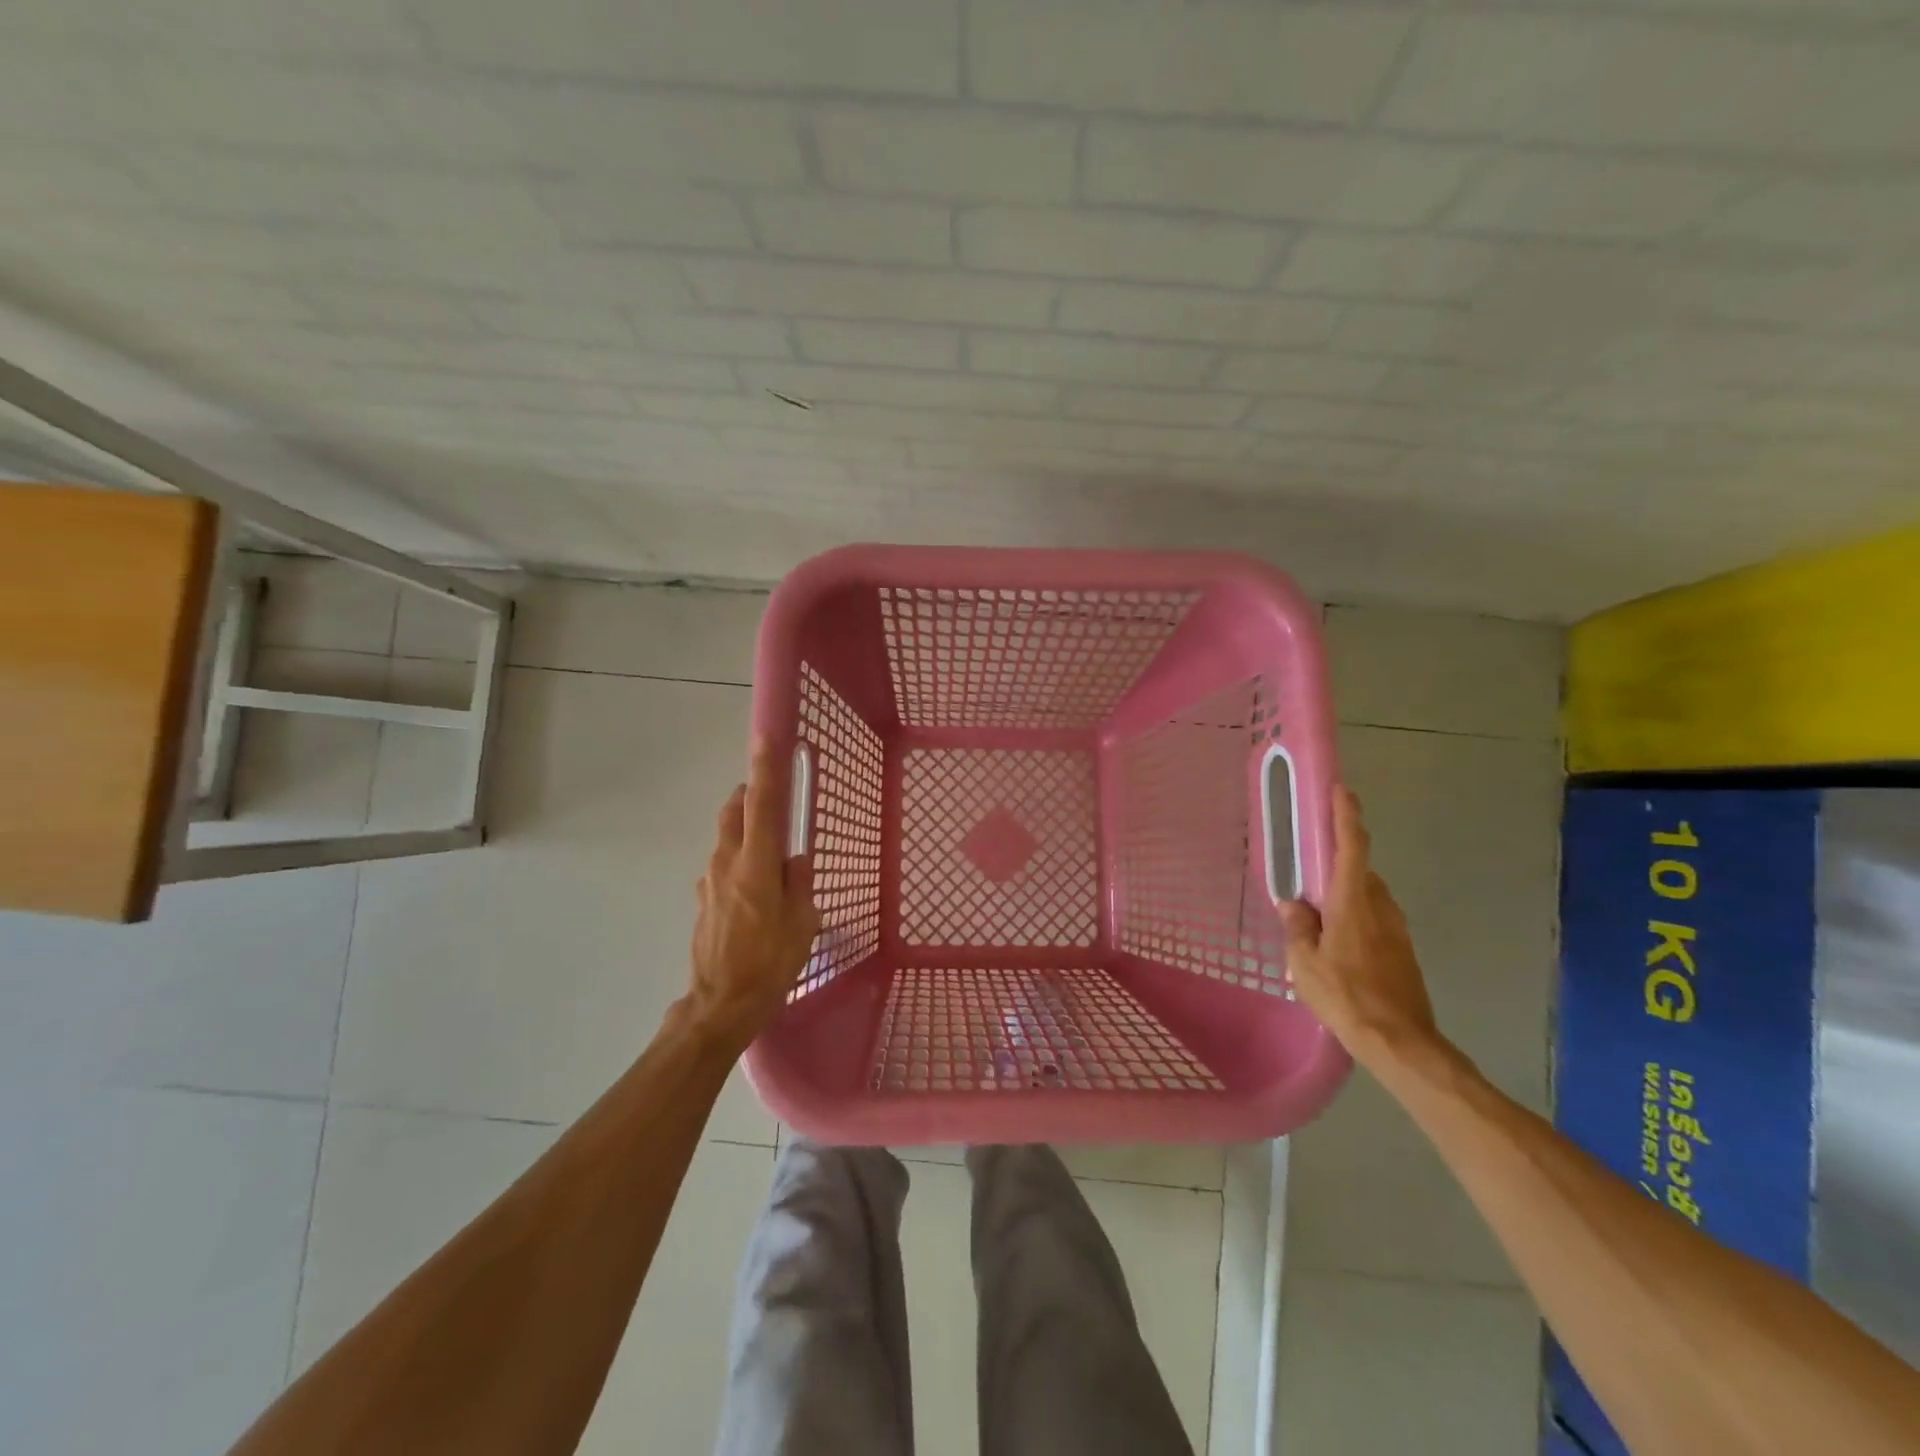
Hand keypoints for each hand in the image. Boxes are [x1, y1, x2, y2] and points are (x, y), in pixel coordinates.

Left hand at [685, 738, 820, 1055]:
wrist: (721, 1004)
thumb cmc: (771, 963)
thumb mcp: (802, 923)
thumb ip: (799, 883)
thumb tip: (794, 860)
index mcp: (757, 864)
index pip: (763, 805)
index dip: (766, 769)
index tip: (767, 738)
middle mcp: (727, 863)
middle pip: (734, 811)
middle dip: (750, 795)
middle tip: (771, 797)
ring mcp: (709, 880)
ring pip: (726, 837)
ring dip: (744, 829)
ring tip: (769, 853)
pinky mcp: (702, 899)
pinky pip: (722, 865)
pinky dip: (738, 860)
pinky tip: (754, 890)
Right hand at [1277, 786, 1440, 1068]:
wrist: (1400, 1042)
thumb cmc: (1346, 997)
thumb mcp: (1304, 963)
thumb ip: (1298, 928)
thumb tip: (1294, 904)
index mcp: (1353, 902)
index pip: (1352, 847)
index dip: (1346, 816)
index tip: (1342, 790)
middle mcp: (1380, 907)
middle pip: (1359, 871)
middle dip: (1336, 865)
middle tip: (1308, 874)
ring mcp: (1396, 930)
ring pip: (1368, 897)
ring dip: (1345, 896)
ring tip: (1317, 918)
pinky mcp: (1403, 951)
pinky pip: (1374, 920)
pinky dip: (1355, 918)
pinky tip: (1337, 945)